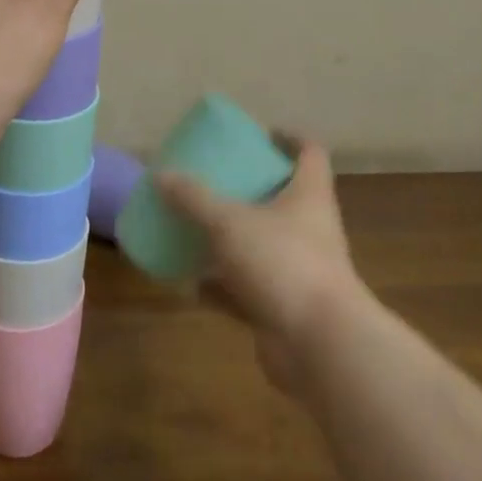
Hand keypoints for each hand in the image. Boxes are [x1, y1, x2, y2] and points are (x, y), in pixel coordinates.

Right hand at [153, 140, 363, 393]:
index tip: (261, 134)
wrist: (319, 346)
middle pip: (284, 197)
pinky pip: (248, 290)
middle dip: (250, 189)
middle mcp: (310, 229)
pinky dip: (222, 287)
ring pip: (262, 245)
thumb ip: (194, 199)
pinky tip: (191, 284)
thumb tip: (161, 175)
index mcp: (308, 195)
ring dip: (232, 239)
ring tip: (197, 227)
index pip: (310, 153)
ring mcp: (299, 270)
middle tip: (215, 179)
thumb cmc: (282, 263)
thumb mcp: (229, 222)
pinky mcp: (284, 307)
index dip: (289, 139)